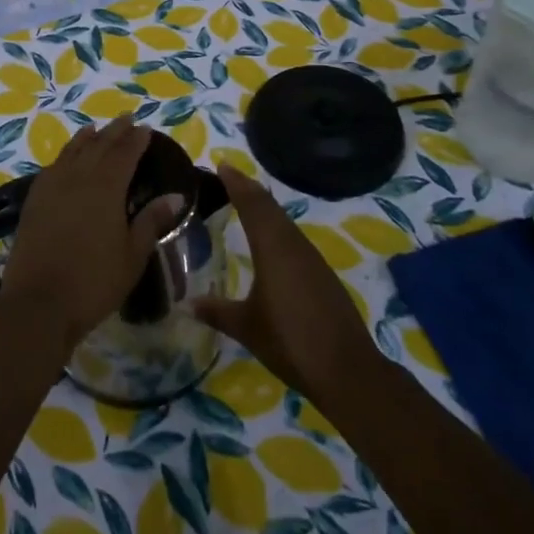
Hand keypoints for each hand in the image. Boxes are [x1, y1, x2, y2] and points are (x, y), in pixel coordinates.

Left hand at [0, 118, 184, 358]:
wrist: (38, 302)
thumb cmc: (94, 281)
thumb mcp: (132, 255)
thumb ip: (151, 221)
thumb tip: (175, 196)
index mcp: (107, 187)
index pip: (125, 154)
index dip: (136, 140)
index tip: (146, 129)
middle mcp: (78, 177)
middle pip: (99, 145)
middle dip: (115, 131)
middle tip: (127, 119)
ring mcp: (52, 186)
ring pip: (72, 151)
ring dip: (87, 138)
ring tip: (96, 129)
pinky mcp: (34, 200)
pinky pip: (53, 166)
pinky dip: (64, 155)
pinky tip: (66, 158)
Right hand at [193, 164, 382, 402]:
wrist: (347, 369)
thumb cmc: (290, 341)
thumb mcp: (246, 327)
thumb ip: (216, 311)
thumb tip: (186, 303)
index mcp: (273, 248)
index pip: (252, 204)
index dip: (236, 183)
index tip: (222, 164)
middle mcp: (293, 245)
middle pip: (270, 207)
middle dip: (249, 189)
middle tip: (229, 176)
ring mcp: (312, 259)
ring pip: (285, 221)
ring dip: (265, 207)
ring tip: (246, 201)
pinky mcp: (323, 274)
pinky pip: (295, 238)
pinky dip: (278, 228)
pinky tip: (271, 240)